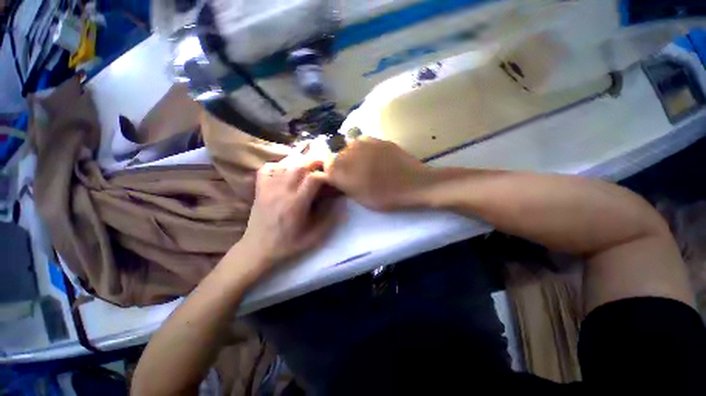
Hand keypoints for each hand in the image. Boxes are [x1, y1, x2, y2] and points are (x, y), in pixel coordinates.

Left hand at [238, 155, 337, 272]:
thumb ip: (329, 220)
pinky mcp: (259, 189)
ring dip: (299, 162)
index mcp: (296, 204)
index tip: (332, 178)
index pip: (313, 179)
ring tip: (308, 166)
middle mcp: (282, 192)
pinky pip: (267, 169)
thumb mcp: (313, 238)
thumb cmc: (287, 245)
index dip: (326, 175)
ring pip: (285, 165)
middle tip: (324, 164)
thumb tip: (340, 203)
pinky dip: (278, 165)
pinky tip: (285, 170)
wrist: (257, 249)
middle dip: (314, 161)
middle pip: (299, 166)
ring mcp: (268, 189)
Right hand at [323, 137, 433, 210]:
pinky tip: (373, 156)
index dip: (332, 173)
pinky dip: (363, 148)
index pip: (326, 166)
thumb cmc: (385, 196)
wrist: (412, 183)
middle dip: (342, 164)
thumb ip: (344, 186)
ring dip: (352, 155)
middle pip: (337, 155)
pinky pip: (362, 141)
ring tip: (364, 164)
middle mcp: (348, 153)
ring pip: (349, 146)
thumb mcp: (360, 198)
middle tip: (354, 173)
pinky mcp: (376, 138)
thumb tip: (335, 178)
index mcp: (342, 170)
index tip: (340, 179)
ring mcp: (363, 142)